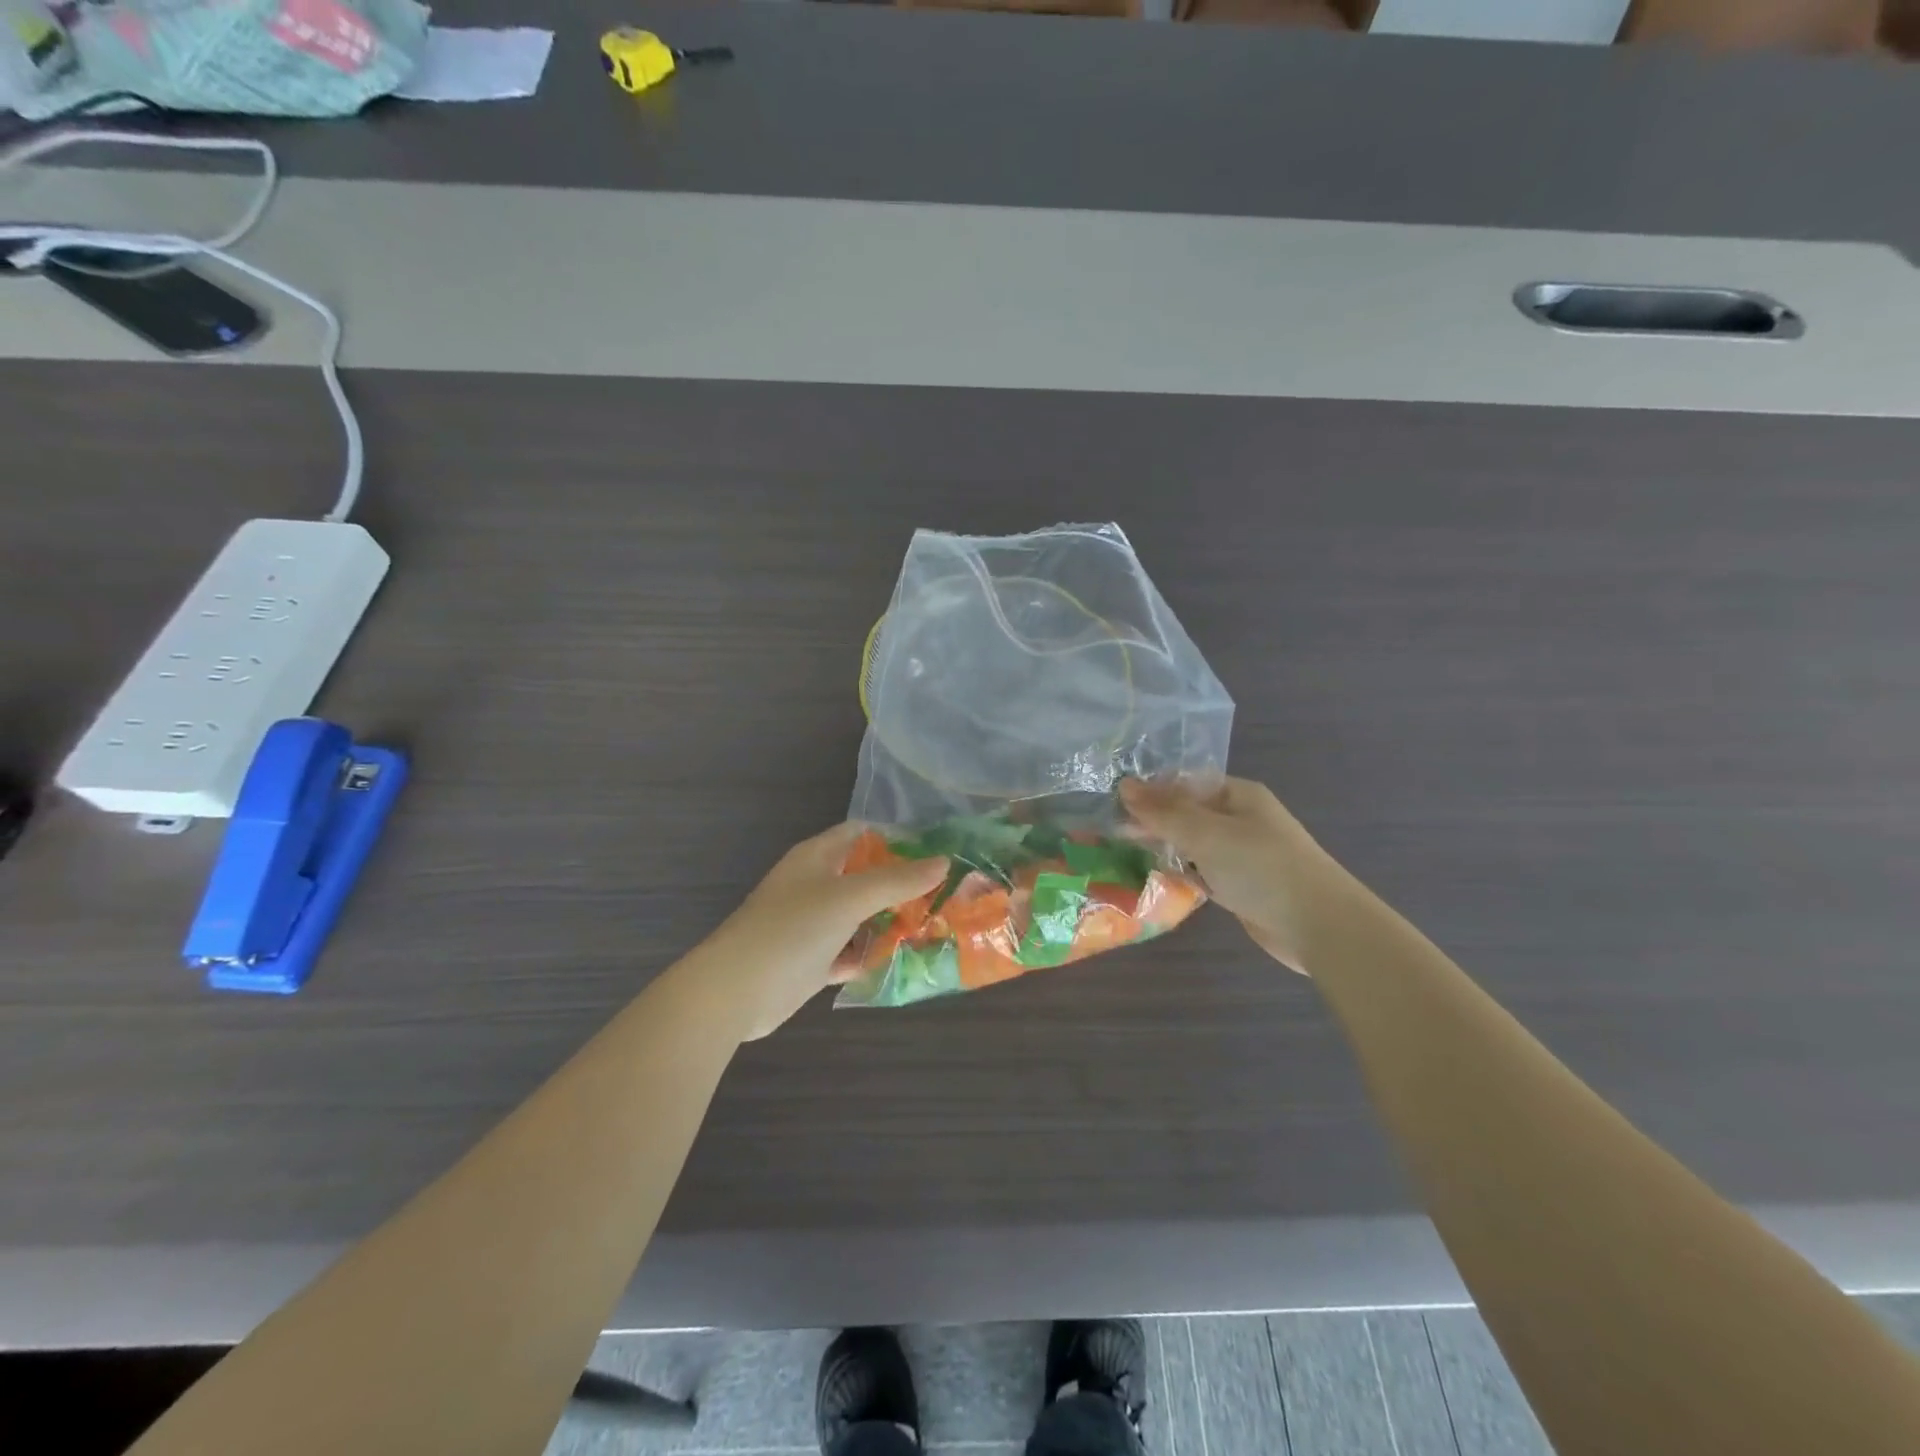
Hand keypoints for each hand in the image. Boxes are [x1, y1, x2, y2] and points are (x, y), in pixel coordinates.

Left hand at [698, 823, 946, 1040]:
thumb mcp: (850, 897)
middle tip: (945, 894)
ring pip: (860, 916)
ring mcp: (812, 924)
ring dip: (891, 922)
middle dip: (901, 885)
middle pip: (865, 876)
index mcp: (817, 857)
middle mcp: (815, 885)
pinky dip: (872, 953)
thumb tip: (944, 861)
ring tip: (935, 926)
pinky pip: (851, 950)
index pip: (861, 834)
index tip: (935, 853)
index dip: (896, 839)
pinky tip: (903, 959)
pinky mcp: (812, 960)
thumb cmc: (793, 928)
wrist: (736, 990)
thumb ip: (897, 880)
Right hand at [1121, 776, 1357, 974]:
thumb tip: (1124, 786)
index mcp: (1238, 794)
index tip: (1114, 805)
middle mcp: (1240, 819)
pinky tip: (1157, 877)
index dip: (1151, 791)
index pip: (1185, 782)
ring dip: (1165, 847)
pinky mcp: (1241, 885)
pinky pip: (1202, 870)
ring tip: (1125, 852)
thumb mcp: (1206, 833)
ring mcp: (1242, 853)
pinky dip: (1182, 873)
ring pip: (1193, 843)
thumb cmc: (1261, 867)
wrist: (1318, 925)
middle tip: (1113, 833)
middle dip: (1154, 821)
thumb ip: (1163, 812)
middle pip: (1187, 812)